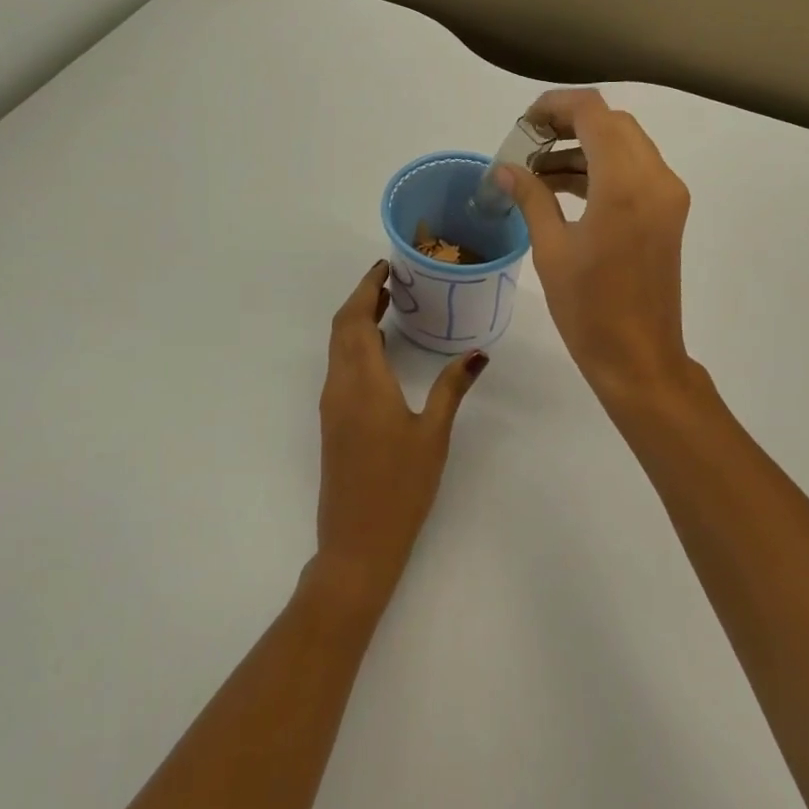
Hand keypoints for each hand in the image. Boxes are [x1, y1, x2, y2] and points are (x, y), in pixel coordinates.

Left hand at [315, 261, 488, 605]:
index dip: (367, 288)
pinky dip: (354, 343)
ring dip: (356, 319)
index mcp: (363, 382)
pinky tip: (380, 349)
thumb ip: (452, 388)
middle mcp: (339, 386)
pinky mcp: (332, 421)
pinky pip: (339, 366)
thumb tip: (477, 354)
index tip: (387, 266)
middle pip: (341, 327)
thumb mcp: (434, 434)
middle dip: (362, 298)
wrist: (358, 542)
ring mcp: (331, 404)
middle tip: (393, 280)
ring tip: (389, 305)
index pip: (355, 319)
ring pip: (337, 346)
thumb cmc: (401, 486)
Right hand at [500, 89, 692, 405]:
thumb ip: (531, 197)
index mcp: (624, 184)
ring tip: (538, 170)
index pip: (593, 112)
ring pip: (625, 144)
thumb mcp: (551, 249)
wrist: (640, 358)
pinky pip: (634, 170)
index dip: (555, 106)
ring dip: (584, 146)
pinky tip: (564, 187)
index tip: (524, 124)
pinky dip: (602, 167)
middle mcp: (655, 178)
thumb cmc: (589, 309)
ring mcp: (667, 194)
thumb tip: (505, 168)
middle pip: (612, 122)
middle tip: (528, 144)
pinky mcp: (668, 212)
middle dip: (569, 123)